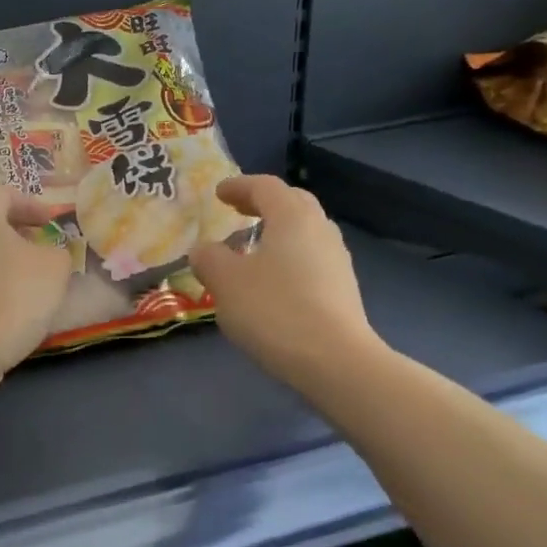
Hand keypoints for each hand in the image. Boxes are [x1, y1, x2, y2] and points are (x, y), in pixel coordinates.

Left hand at [0, 186, 71, 387]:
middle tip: (45, 249)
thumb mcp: (54, 267)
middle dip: (19, 236)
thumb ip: (58, 252)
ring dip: (8, 267)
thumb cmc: (9, 294)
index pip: (4, 194)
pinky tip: (15, 311)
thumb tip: (50, 254)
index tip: (53, 221)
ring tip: (36, 285)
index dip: (32, 204)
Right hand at [188, 175, 385, 394]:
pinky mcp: (342, 289)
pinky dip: (288, 258)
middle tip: (239, 212)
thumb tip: (204, 249)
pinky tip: (272, 282)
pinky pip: (311, 259)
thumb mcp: (225, 282)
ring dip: (278, 232)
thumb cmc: (273, 309)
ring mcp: (337, 260)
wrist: (333, 359)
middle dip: (264, 203)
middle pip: (293, 203)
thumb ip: (209, 259)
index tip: (218, 194)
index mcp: (292, 217)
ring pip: (305, 232)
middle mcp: (320, 230)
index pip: (265, 186)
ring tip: (252, 248)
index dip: (239, 186)